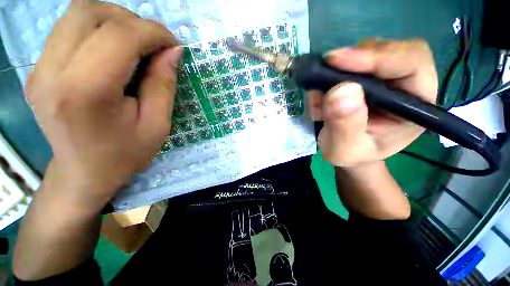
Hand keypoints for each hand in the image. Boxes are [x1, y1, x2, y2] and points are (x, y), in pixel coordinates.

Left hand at [26, 1, 180, 210]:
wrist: (84, 173)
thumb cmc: (126, 154)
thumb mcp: (158, 125)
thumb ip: (164, 84)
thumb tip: (173, 51)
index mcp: (85, 92)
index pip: (119, 35)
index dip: (153, 32)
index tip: (173, 44)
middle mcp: (51, 72)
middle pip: (90, 12)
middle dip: (132, 20)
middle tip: (154, 44)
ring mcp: (38, 69)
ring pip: (77, 14)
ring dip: (114, 21)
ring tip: (136, 45)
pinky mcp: (37, 69)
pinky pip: (69, 29)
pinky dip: (98, 30)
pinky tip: (113, 52)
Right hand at [308, 39, 437, 167]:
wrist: (346, 150)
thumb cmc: (352, 154)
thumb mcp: (345, 149)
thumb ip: (345, 126)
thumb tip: (341, 91)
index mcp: (415, 105)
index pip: (411, 63)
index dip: (378, 57)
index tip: (338, 61)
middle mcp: (403, 84)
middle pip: (387, 50)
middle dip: (351, 62)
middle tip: (322, 76)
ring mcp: (382, 77)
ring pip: (362, 54)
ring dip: (334, 74)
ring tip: (319, 102)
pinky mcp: (362, 77)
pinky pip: (344, 65)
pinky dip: (326, 79)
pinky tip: (319, 101)